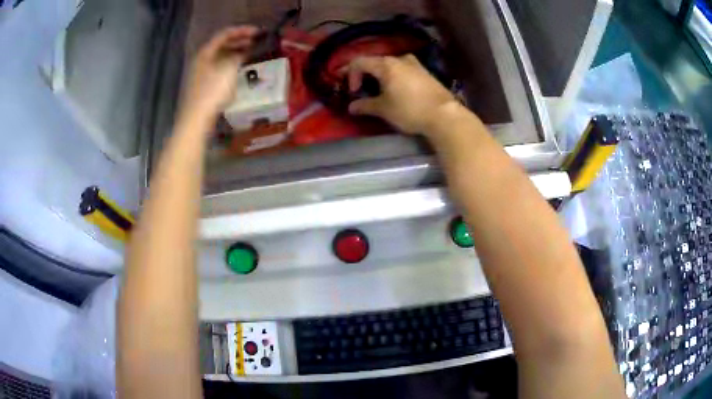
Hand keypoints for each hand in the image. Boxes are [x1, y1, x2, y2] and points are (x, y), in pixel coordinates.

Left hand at [180, 26, 257, 119]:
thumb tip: (243, 52)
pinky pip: (218, 68)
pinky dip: (230, 65)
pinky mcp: (202, 86)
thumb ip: (237, 56)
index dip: (242, 31)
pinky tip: (239, 70)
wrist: (196, 119)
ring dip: (235, 53)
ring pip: (220, 57)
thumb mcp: (229, 70)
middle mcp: (201, 60)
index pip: (224, 34)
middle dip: (239, 41)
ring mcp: (200, 73)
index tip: (258, 32)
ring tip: (250, 53)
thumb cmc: (212, 92)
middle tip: (256, 41)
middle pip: (221, 45)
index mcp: (205, 53)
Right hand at [346, 55, 457, 134]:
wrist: (444, 115)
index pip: (359, 62)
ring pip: (391, 65)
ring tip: (381, 91)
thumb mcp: (384, 109)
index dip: (351, 75)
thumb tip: (351, 107)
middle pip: (375, 62)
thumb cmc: (409, 109)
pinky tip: (399, 91)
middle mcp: (400, 59)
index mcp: (386, 64)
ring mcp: (415, 64)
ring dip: (381, 76)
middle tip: (363, 90)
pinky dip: (395, 77)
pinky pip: (404, 70)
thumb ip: (365, 105)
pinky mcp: (426, 73)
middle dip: (365, 75)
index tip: (354, 91)